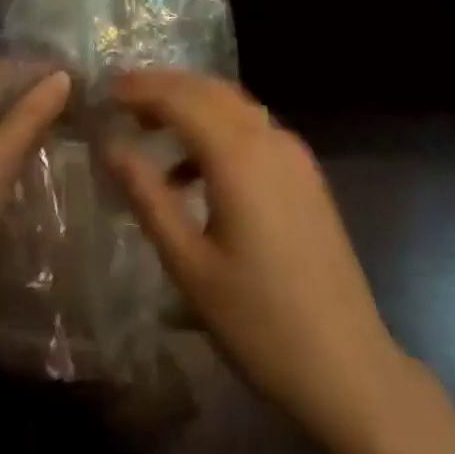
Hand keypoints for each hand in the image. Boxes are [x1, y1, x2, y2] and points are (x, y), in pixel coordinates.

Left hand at [0, 64, 69, 359]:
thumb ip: (32, 113)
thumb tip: (63, 75)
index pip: (0, 71)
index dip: (39, 69)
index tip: (84, 73)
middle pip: (2, 103)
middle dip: (42, 102)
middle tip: (92, 104)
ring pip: (4, 139)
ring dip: (39, 135)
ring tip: (87, 131)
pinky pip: (2, 171)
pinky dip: (29, 166)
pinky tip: (62, 171)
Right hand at [105, 70, 404, 439]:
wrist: (348, 366)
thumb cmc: (258, 322)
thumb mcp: (189, 265)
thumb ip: (147, 197)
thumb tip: (111, 147)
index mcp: (238, 155)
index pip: (181, 98)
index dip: (141, 88)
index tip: (106, 90)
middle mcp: (269, 138)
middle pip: (209, 90)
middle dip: (165, 87)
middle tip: (123, 100)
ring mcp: (294, 154)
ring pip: (234, 105)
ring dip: (192, 104)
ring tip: (151, 128)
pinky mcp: (305, 174)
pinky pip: (254, 128)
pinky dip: (218, 128)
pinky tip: (195, 169)